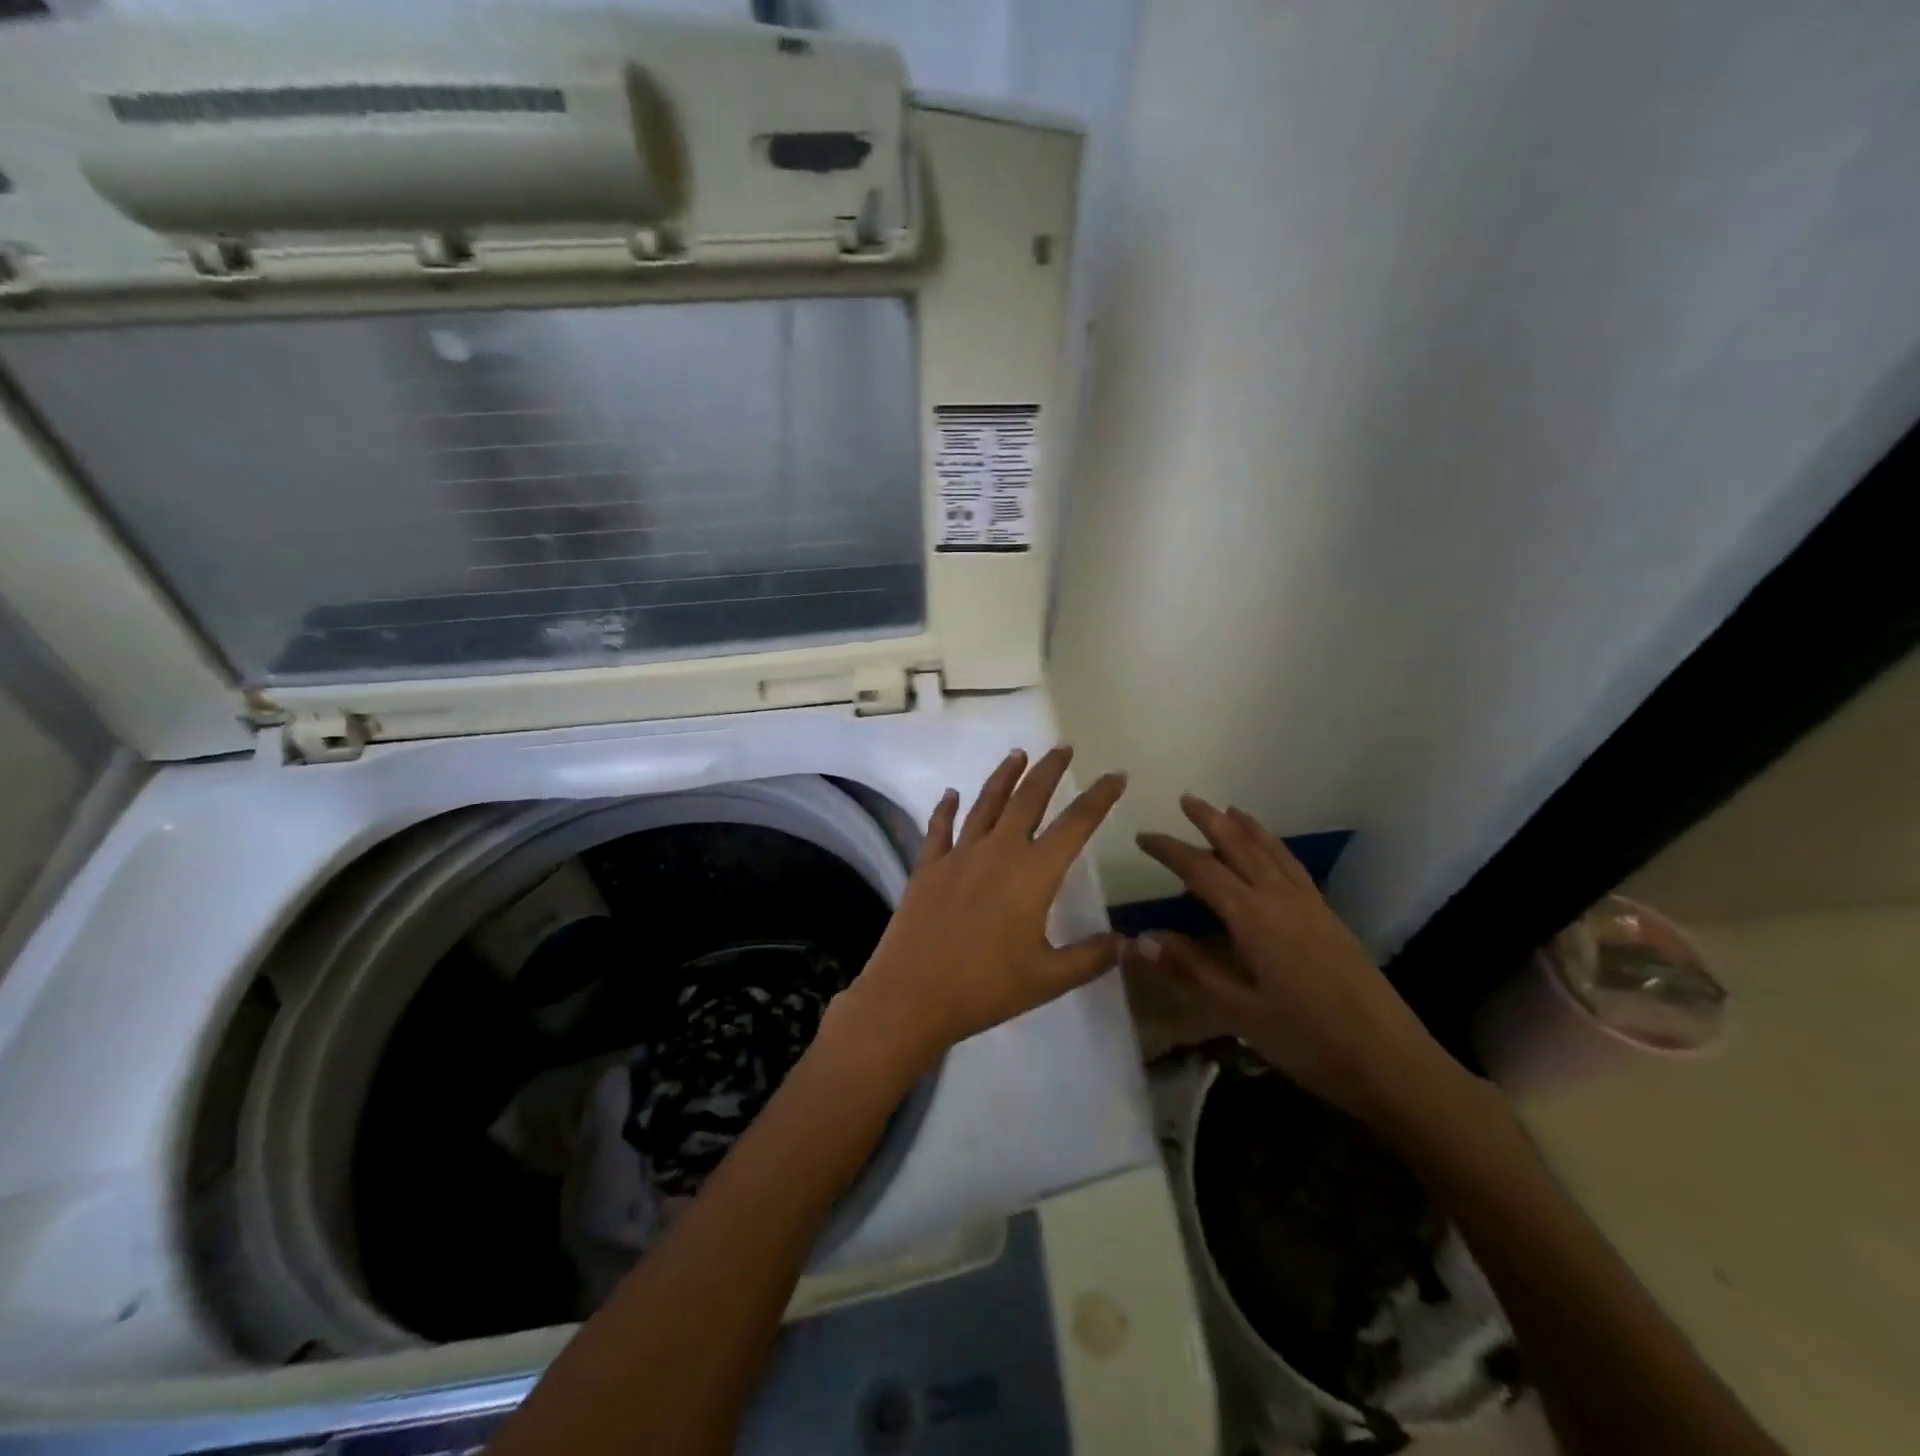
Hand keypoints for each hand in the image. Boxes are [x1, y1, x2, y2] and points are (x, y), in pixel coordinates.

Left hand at [833, 747, 1127, 1075]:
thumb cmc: (986, 988)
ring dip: (1004, 776)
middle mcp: (998, 851)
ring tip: (1018, 754)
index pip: (1076, 824)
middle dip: (1049, 770)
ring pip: (986, 803)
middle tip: (1063, 748)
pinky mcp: (927, 867)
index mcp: (1033, 874)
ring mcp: (959, 855)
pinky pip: (939, 828)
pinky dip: (946, 808)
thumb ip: (1091, 957)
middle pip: (1028, 799)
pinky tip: (951, 793)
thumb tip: (1130, 943)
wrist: (912, 995)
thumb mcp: (1048, 979)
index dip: (1099, 797)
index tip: (1115, 776)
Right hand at [1134, 795, 1460, 1126]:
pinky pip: (1294, 867)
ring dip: (1247, 828)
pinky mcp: (1330, 918)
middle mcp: (1281, 899)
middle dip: (1211, 821)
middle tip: (1187, 799)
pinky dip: (1276, 847)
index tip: (1142, 837)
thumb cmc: (1307, 1039)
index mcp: (1253, 918)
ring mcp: (1310, 906)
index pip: (1201, 871)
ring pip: (1272, 852)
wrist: (1391, 1061)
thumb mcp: (1240, 1010)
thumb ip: (1191, 969)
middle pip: (1240, 847)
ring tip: (1229, 810)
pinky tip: (1273, 854)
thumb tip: (1139, 939)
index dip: (1169, 851)